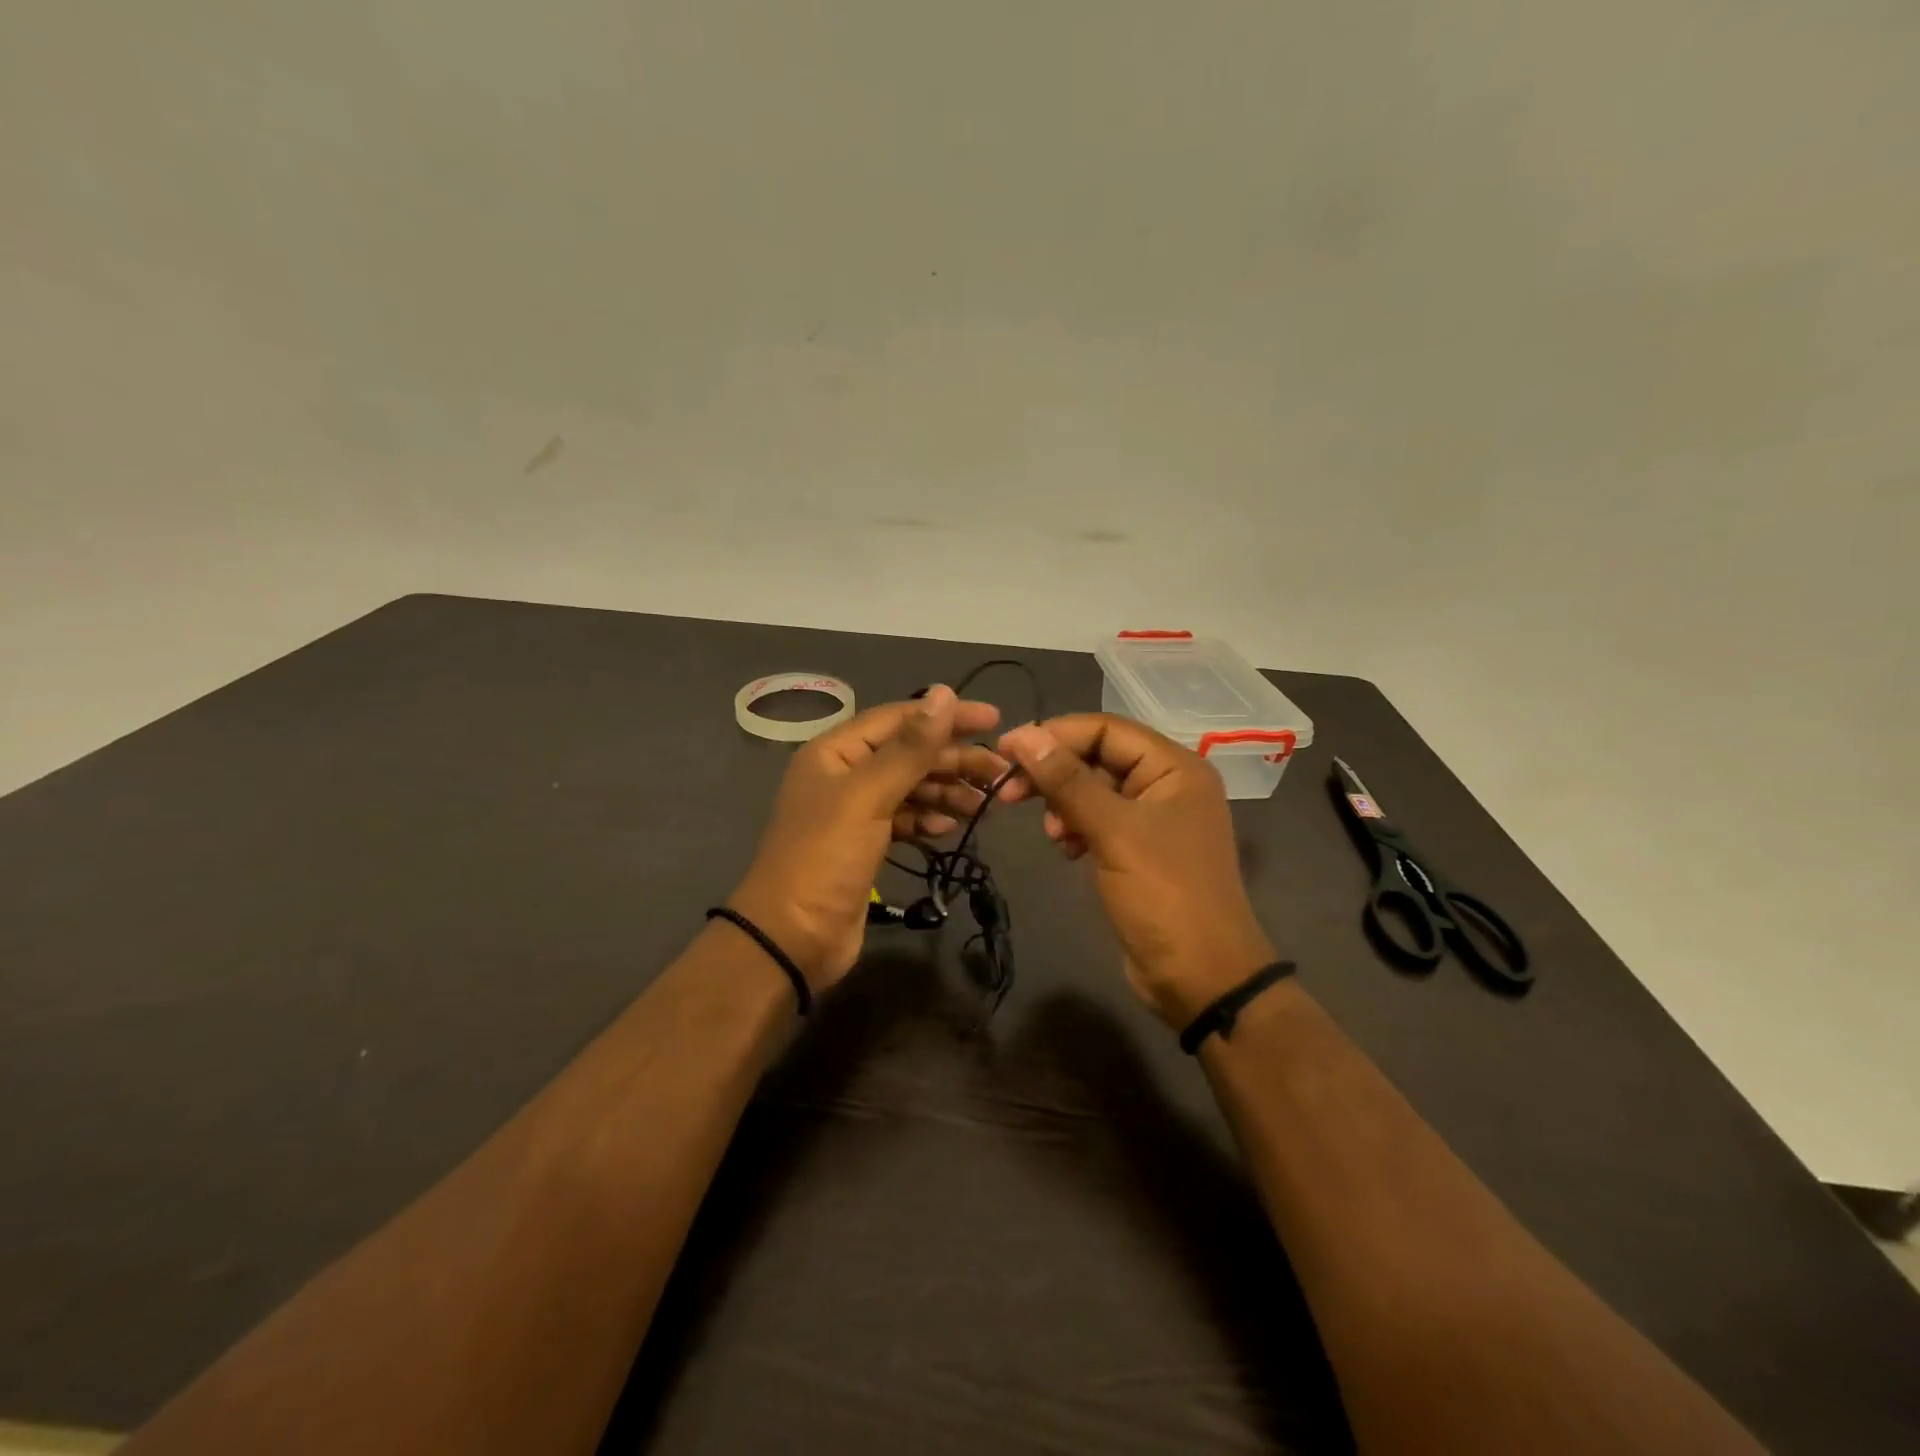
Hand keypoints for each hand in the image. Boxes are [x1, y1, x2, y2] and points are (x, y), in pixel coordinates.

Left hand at [730, 686, 1009, 992]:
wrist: (792, 938)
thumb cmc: (825, 858)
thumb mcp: (868, 796)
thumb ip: (910, 748)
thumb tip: (944, 693)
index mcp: (836, 752)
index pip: (899, 719)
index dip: (946, 716)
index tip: (994, 719)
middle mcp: (844, 775)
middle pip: (909, 754)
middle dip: (954, 760)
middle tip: (1000, 772)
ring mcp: (855, 812)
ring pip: (911, 788)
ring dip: (947, 791)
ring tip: (984, 805)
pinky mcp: (866, 845)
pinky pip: (905, 819)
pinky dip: (928, 820)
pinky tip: (949, 829)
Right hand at [998, 714, 1277, 1028]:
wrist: (1201, 978)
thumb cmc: (1164, 895)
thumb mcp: (1113, 832)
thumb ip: (1068, 781)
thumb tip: (1023, 736)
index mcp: (1175, 768)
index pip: (1106, 729)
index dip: (1054, 734)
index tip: (1006, 751)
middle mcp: (1167, 784)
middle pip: (1098, 757)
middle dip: (1054, 772)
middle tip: (1008, 791)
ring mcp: (1154, 819)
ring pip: (1094, 790)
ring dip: (1063, 804)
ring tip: (1051, 834)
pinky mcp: (1139, 850)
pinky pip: (1099, 821)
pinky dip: (1076, 828)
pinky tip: (1066, 849)